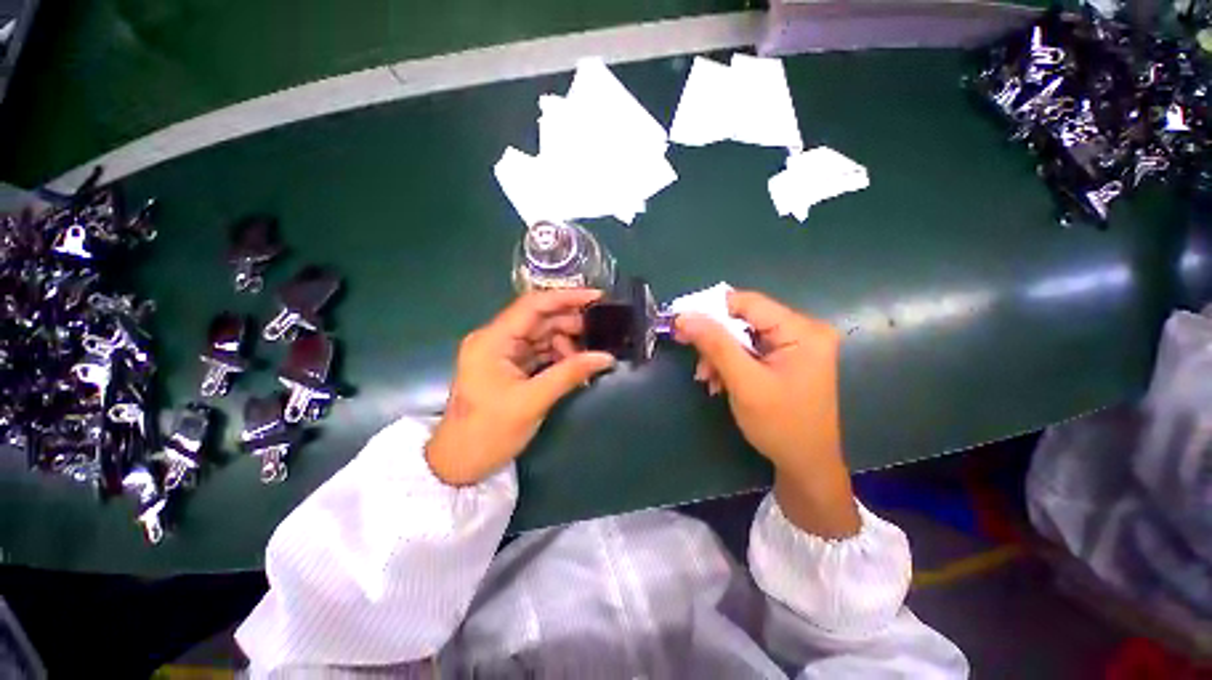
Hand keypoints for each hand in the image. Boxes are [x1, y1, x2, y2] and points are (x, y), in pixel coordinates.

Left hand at [425, 290, 615, 485]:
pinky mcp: (510, 366)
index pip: (533, 305)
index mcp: (493, 340)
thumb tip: (606, 358)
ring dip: (567, 343)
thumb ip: (569, 374)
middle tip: (602, 332)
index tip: (597, 297)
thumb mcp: (532, 402)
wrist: (459, 463)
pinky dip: (559, 356)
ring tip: (590, 356)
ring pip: (542, 335)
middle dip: (571, 323)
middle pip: (540, 319)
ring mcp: (503, 353)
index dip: (566, 297)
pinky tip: (576, 364)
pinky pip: (540, 351)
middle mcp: (496, 339)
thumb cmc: (488, 432)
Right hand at [674, 290, 859, 537]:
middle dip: (715, 341)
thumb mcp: (744, 383)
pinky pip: (749, 349)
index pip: (747, 303)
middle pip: (744, 319)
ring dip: (719, 355)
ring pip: (742, 335)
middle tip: (695, 360)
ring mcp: (796, 345)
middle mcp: (802, 330)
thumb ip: (715, 345)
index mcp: (802, 330)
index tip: (681, 325)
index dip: (711, 310)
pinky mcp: (787, 358)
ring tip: (708, 379)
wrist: (806, 465)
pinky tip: (720, 382)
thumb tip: (684, 316)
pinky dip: (730, 363)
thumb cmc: (781, 426)